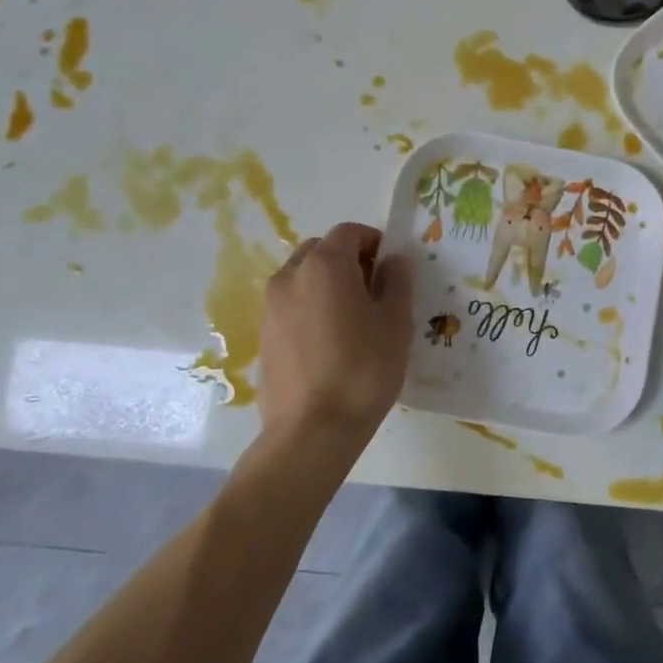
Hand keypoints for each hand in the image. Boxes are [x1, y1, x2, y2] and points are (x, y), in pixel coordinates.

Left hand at [257, 223, 414, 445]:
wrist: (312, 430)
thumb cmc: (363, 370)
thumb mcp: (396, 323)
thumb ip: (398, 282)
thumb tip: (394, 260)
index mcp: (325, 264)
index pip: (350, 232)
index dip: (375, 242)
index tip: (392, 268)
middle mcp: (291, 276)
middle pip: (322, 250)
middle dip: (349, 260)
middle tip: (375, 292)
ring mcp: (271, 306)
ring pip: (303, 277)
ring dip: (328, 284)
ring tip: (353, 320)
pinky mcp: (264, 335)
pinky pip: (291, 306)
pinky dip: (311, 308)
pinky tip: (331, 343)